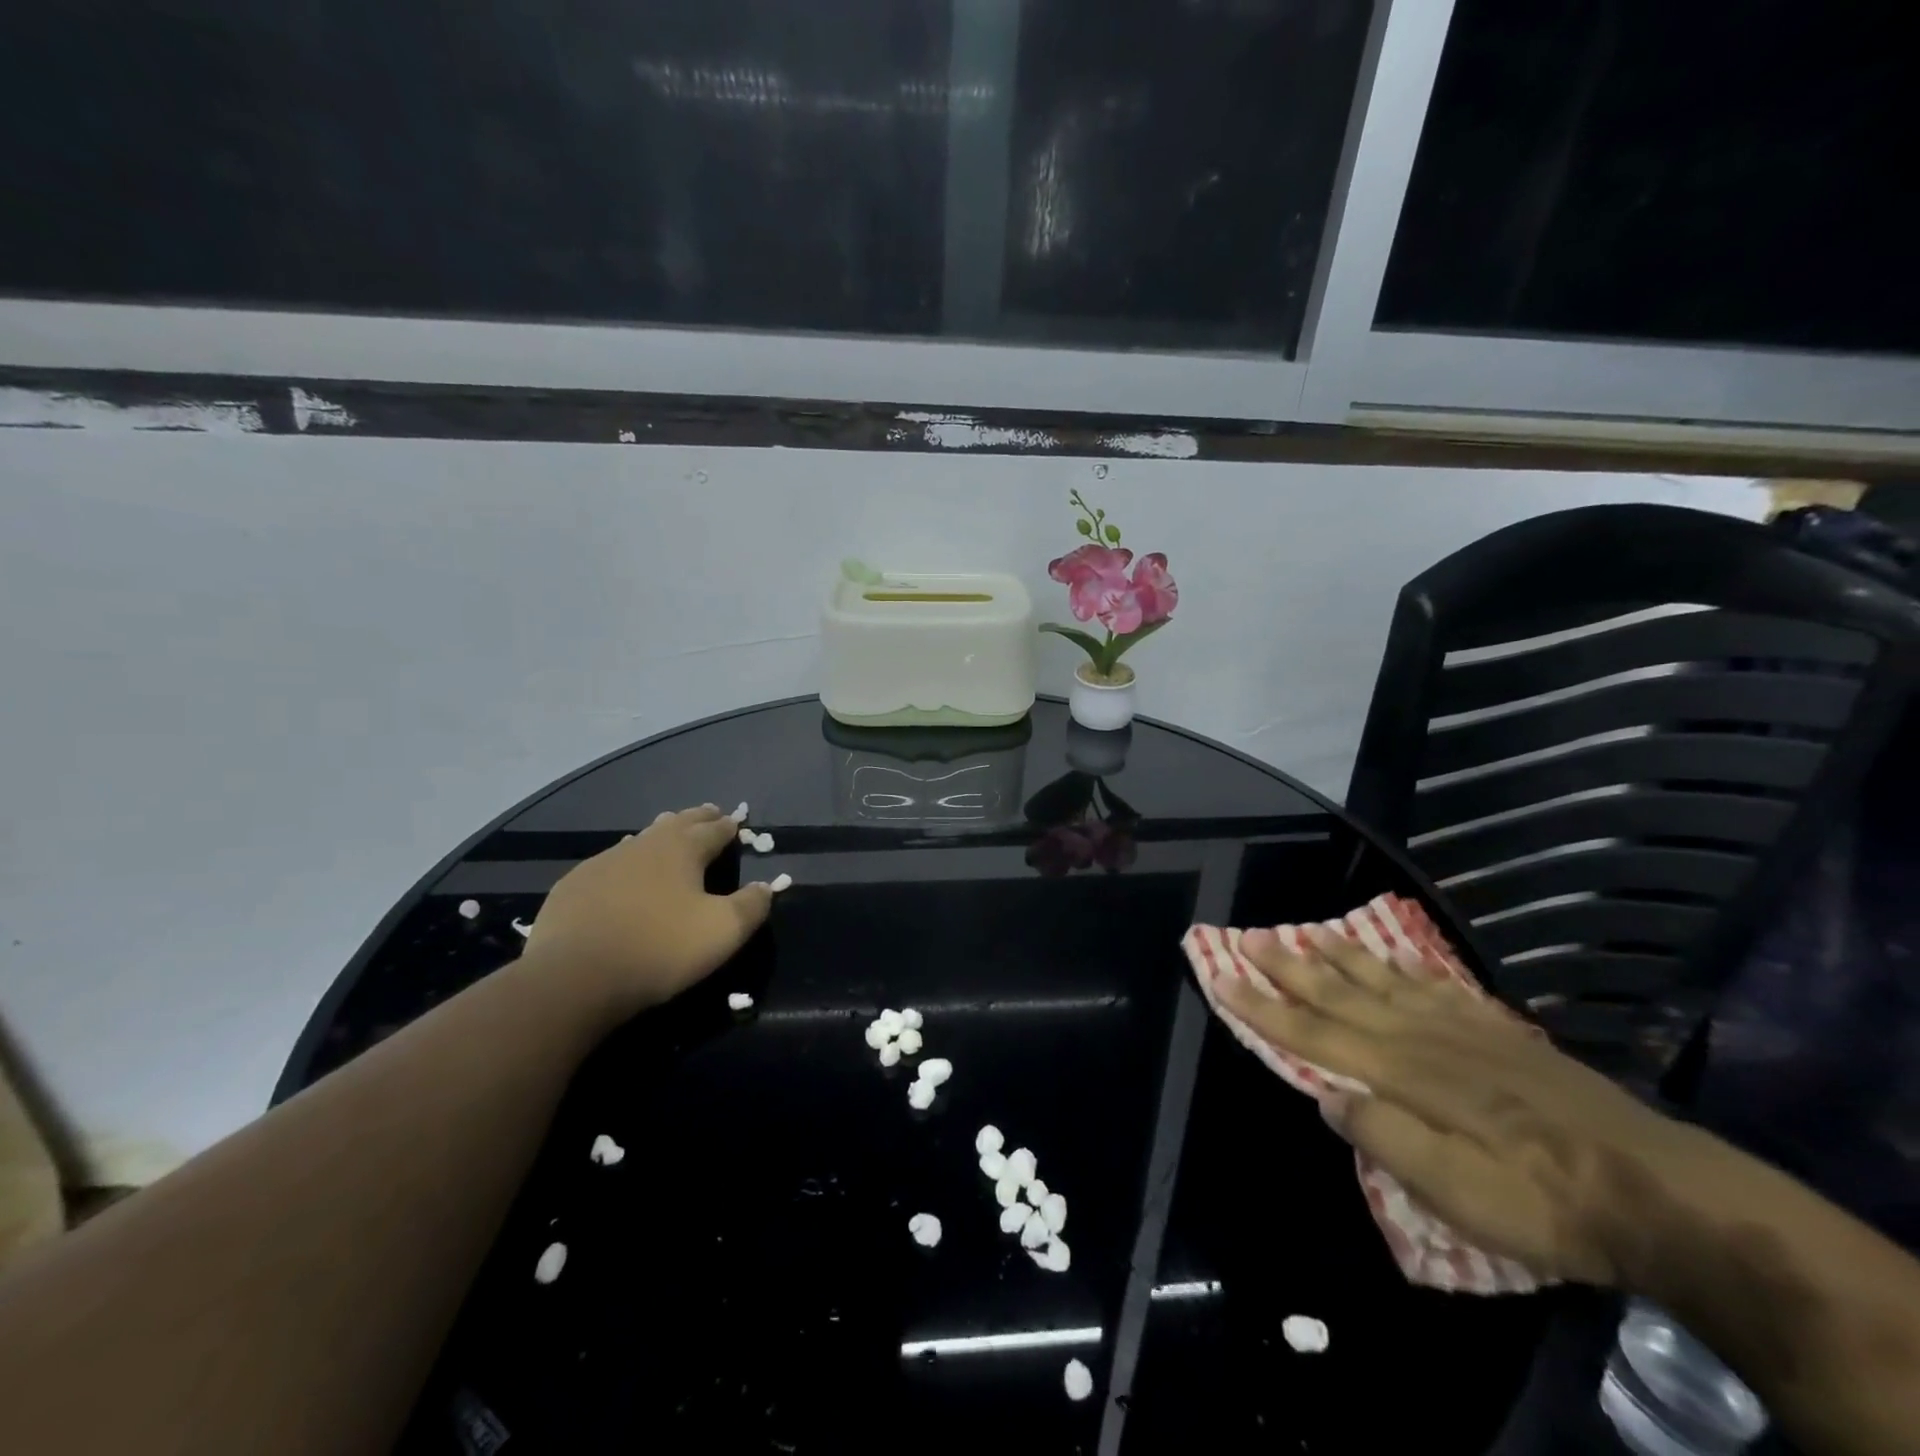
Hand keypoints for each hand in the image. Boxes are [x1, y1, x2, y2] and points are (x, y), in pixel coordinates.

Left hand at [520, 805, 772, 1015]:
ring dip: (660, 835)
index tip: (737, 821)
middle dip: (697, 818)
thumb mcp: (723, 931)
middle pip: (677, 823)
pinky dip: (627, 861)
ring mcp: (604, 863)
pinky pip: (610, 863)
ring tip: (669, 832)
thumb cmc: (659, 949)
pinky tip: (623, 871)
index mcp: (682, 849)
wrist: (573, 977)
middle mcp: (644, 845)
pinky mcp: (574, 886)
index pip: (713, 830)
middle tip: (710, 813)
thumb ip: (751, 905)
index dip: (729, 826)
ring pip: (641, 839)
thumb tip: (765, 886)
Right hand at [1217, 927, 1698, 1286]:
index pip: (1314, 1034)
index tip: (1223, 977)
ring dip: (1339, 956)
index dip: (1263, 1007)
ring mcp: (1462, 1029)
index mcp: (1402, 1076)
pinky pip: (1437, 986)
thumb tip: (1326, 1097)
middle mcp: (1421, 1039)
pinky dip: (1404, 967)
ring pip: (1383, 981)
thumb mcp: (1460, 1194)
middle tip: (1250, 935)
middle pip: (1340, 995)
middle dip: (1289, 966)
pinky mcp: (1498, 1032)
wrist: (1659, 1190)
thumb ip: (1387, 1140)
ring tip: (1306, 930)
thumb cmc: (1545, 1203)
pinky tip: (1395, 959)